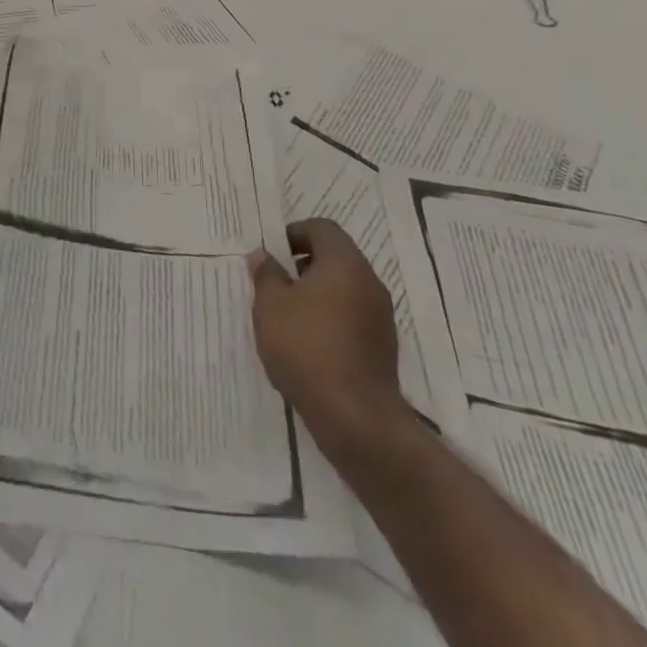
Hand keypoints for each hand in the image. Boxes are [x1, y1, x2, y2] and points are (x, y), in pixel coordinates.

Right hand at [248, 218, 404, 446]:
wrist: (356, 418)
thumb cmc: (307, 347)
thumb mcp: (270, 305)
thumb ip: (266, 274)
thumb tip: (264, 256)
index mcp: (345, 264)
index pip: (322, 228)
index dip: (294, 233)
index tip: (271, 254)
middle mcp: (369, 284)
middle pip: (335, 258)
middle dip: (302, 265)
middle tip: (274, 284)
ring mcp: (380, 318)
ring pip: (343, 290)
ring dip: (315, 294)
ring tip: (285, 317)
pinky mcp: (382, 348)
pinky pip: (351, 317)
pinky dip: (329, 320)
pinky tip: (306, 344)